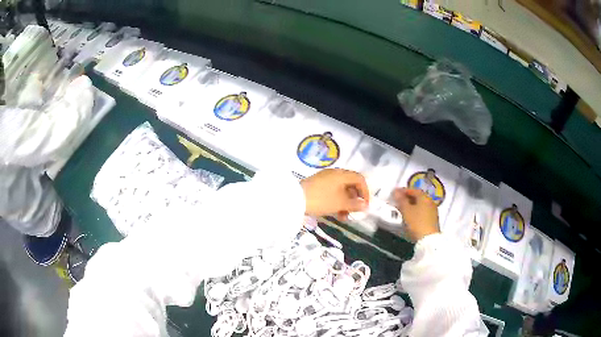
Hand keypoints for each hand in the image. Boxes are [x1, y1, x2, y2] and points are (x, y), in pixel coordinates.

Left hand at [300, 169, 368, 219]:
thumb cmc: (321, 199)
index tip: (364, 205)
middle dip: (354, 200)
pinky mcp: (317, 185)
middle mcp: (334, 174)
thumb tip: (366, 206)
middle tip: (354, 213)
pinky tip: (335, 213)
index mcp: (341, 174)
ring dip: (345, 203)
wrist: (295, 199)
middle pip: (350, 185)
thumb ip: (355, 204)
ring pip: (341, 190)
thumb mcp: (340, 203)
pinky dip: (336, 202)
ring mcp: (325, 179)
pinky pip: (332, 192)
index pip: (360, 179)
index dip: (365, 192)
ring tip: (343, 217)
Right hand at [393, 188, 439, 241]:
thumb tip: (396, 191)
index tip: (395, 193)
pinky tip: (410, 216)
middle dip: (407, 198)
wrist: (428, 240)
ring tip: (403, 209)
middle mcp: (430, 202)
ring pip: (420, 204)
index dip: (403, 190)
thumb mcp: (406, 211)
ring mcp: (433, 211)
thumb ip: (401, 200)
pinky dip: (416, 211)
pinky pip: (423, 211)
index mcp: (424, 197)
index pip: (413, 190)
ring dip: (412, 205)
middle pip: (418, 197)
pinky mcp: (433, 220)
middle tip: (398, 201)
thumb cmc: (416, 223)